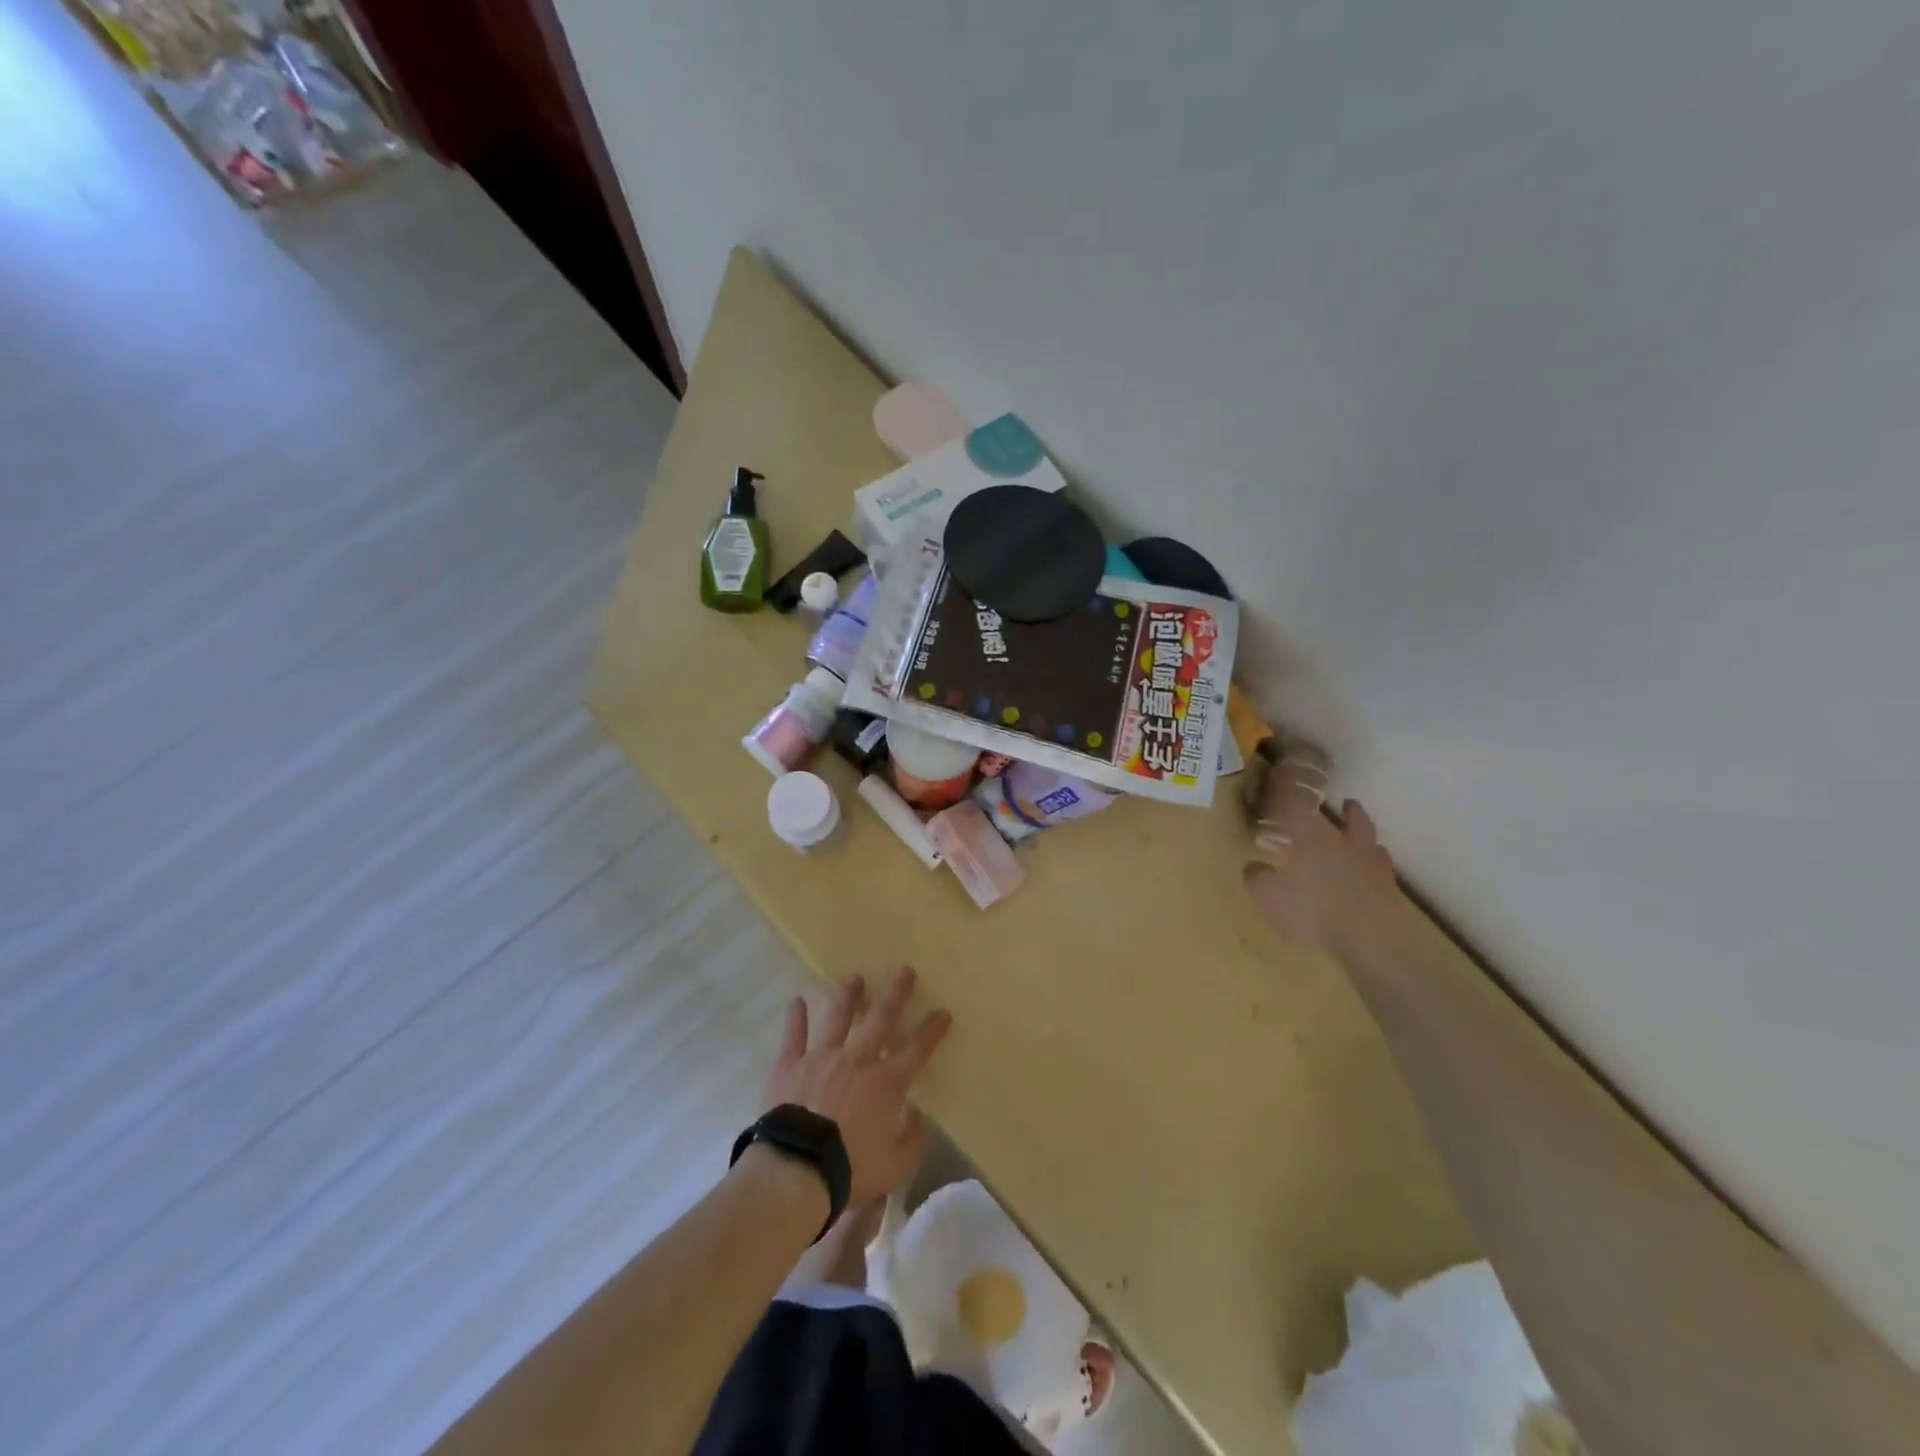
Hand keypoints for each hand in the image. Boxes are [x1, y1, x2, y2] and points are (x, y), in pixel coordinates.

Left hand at [764, 967, 951, 1206]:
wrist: (797, 1170)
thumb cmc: (852, 1169)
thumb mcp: (897, 1165)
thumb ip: (913, 1138)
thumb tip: (918, 1115)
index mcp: (887, 1082)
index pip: (918, 1049)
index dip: (933, 1029)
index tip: (944, 1011)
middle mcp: (858, 1059)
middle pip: (881, 1019)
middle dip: (896, 994)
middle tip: (905, 970)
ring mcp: (822, 1057)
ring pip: (838, 1018)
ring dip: (847, 996)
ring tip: (854, 977)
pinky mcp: (790, 1065)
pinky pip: (794, 1036)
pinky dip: (796, 1017)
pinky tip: (796, 1000)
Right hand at [1243, 747, 1403, 959]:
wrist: (1374, 941)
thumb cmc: (1315, 912)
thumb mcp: (1270, 897)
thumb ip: (1258, 878)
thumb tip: (1255, 866)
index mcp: (1312, 839)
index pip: (1295, 808)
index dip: (1286, 793)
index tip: (1281, 779)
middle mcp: (1344, 843)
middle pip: (1346, 817)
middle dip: (1342, 809)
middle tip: (1342, 802)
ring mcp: (1372, 864)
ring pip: (1369, 837)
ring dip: (1362, 829)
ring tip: (1358, 827)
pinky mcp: (1389, 888)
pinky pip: (1380, 865)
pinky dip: (1372, 861)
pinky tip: (1368, 869)